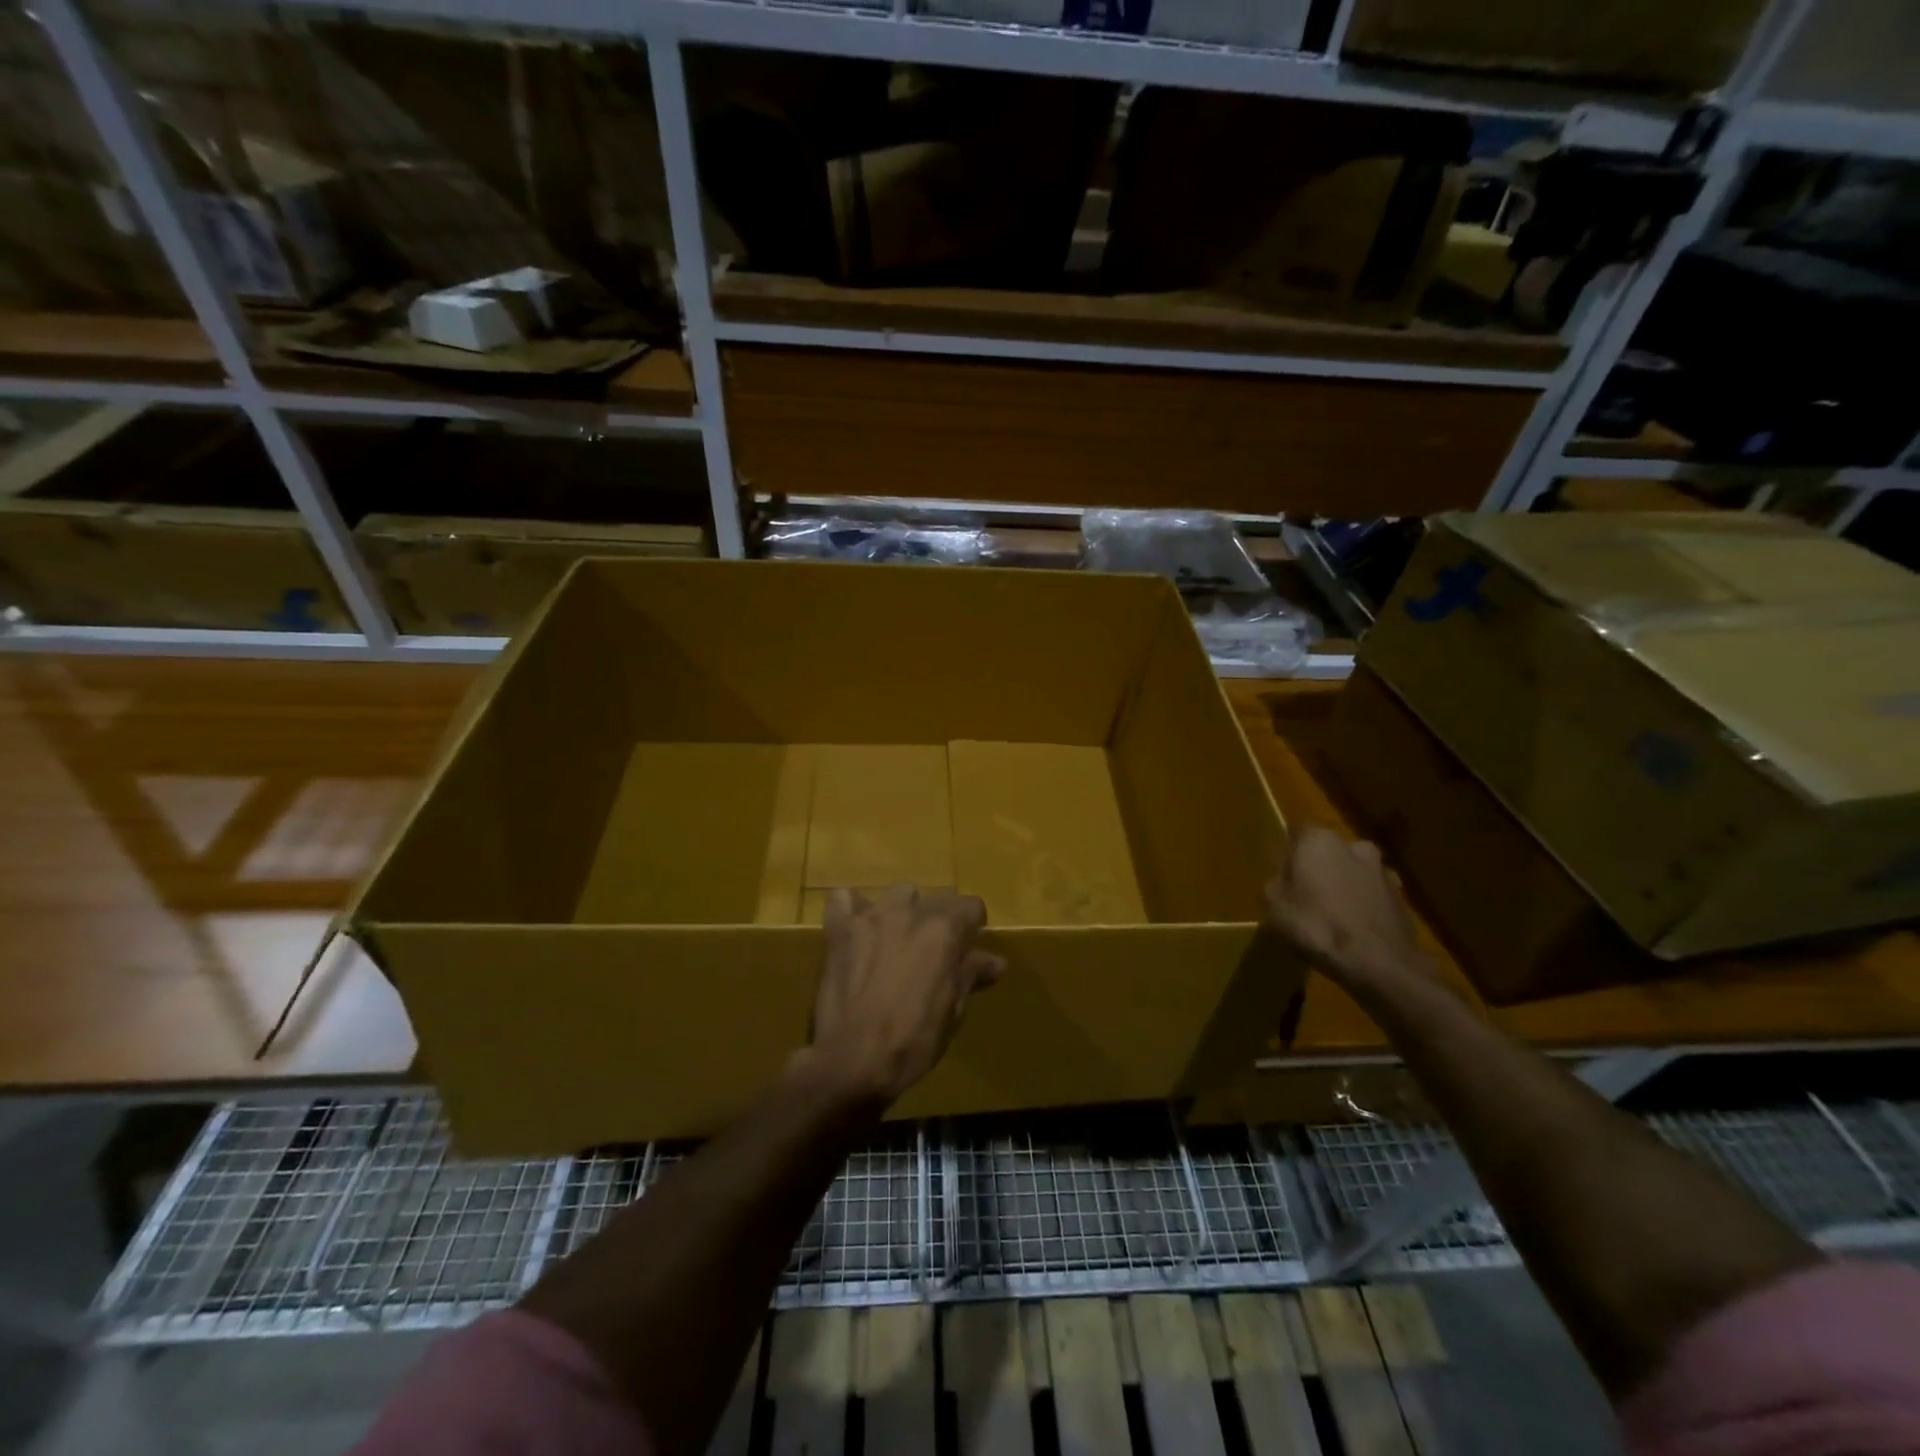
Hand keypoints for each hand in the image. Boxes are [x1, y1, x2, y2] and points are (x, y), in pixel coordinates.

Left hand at [803, 885, 1006, 1104]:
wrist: (853, 1061)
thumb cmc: (913, 1041)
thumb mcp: (953, 1011)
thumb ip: (970, 976)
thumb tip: (995, 962)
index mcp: (943, 931)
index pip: (971, 906)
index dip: (973, 926)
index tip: (969, 948)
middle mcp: (910, 913)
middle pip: (936, 899)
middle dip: (941, 921)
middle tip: (935, 953)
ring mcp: (872, 918)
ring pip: (898, 894)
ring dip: (904, 911)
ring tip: (900, 939)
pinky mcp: (840, 930)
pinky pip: (844, 900)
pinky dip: (854, 909)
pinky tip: (858, 929)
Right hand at [1265, 827, 1427, 993]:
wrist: (1380, 964)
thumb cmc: (1317, 927)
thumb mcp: (1275, 907)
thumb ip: (1276, 886)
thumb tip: (1283, 881)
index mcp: (1319, 841)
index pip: (1297, 834)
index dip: (1288, 856)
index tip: (1283, 879)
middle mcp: (1354, 845)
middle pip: (1328, 852)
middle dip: (1319, 869)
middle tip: (1307, 897)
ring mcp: (1383, 870)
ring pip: (1354, 872)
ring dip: (1345, 886)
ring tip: (1334, 917)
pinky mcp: (1403, 897)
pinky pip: (1373, 895)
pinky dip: (1364, 906)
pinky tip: (1355, 931)